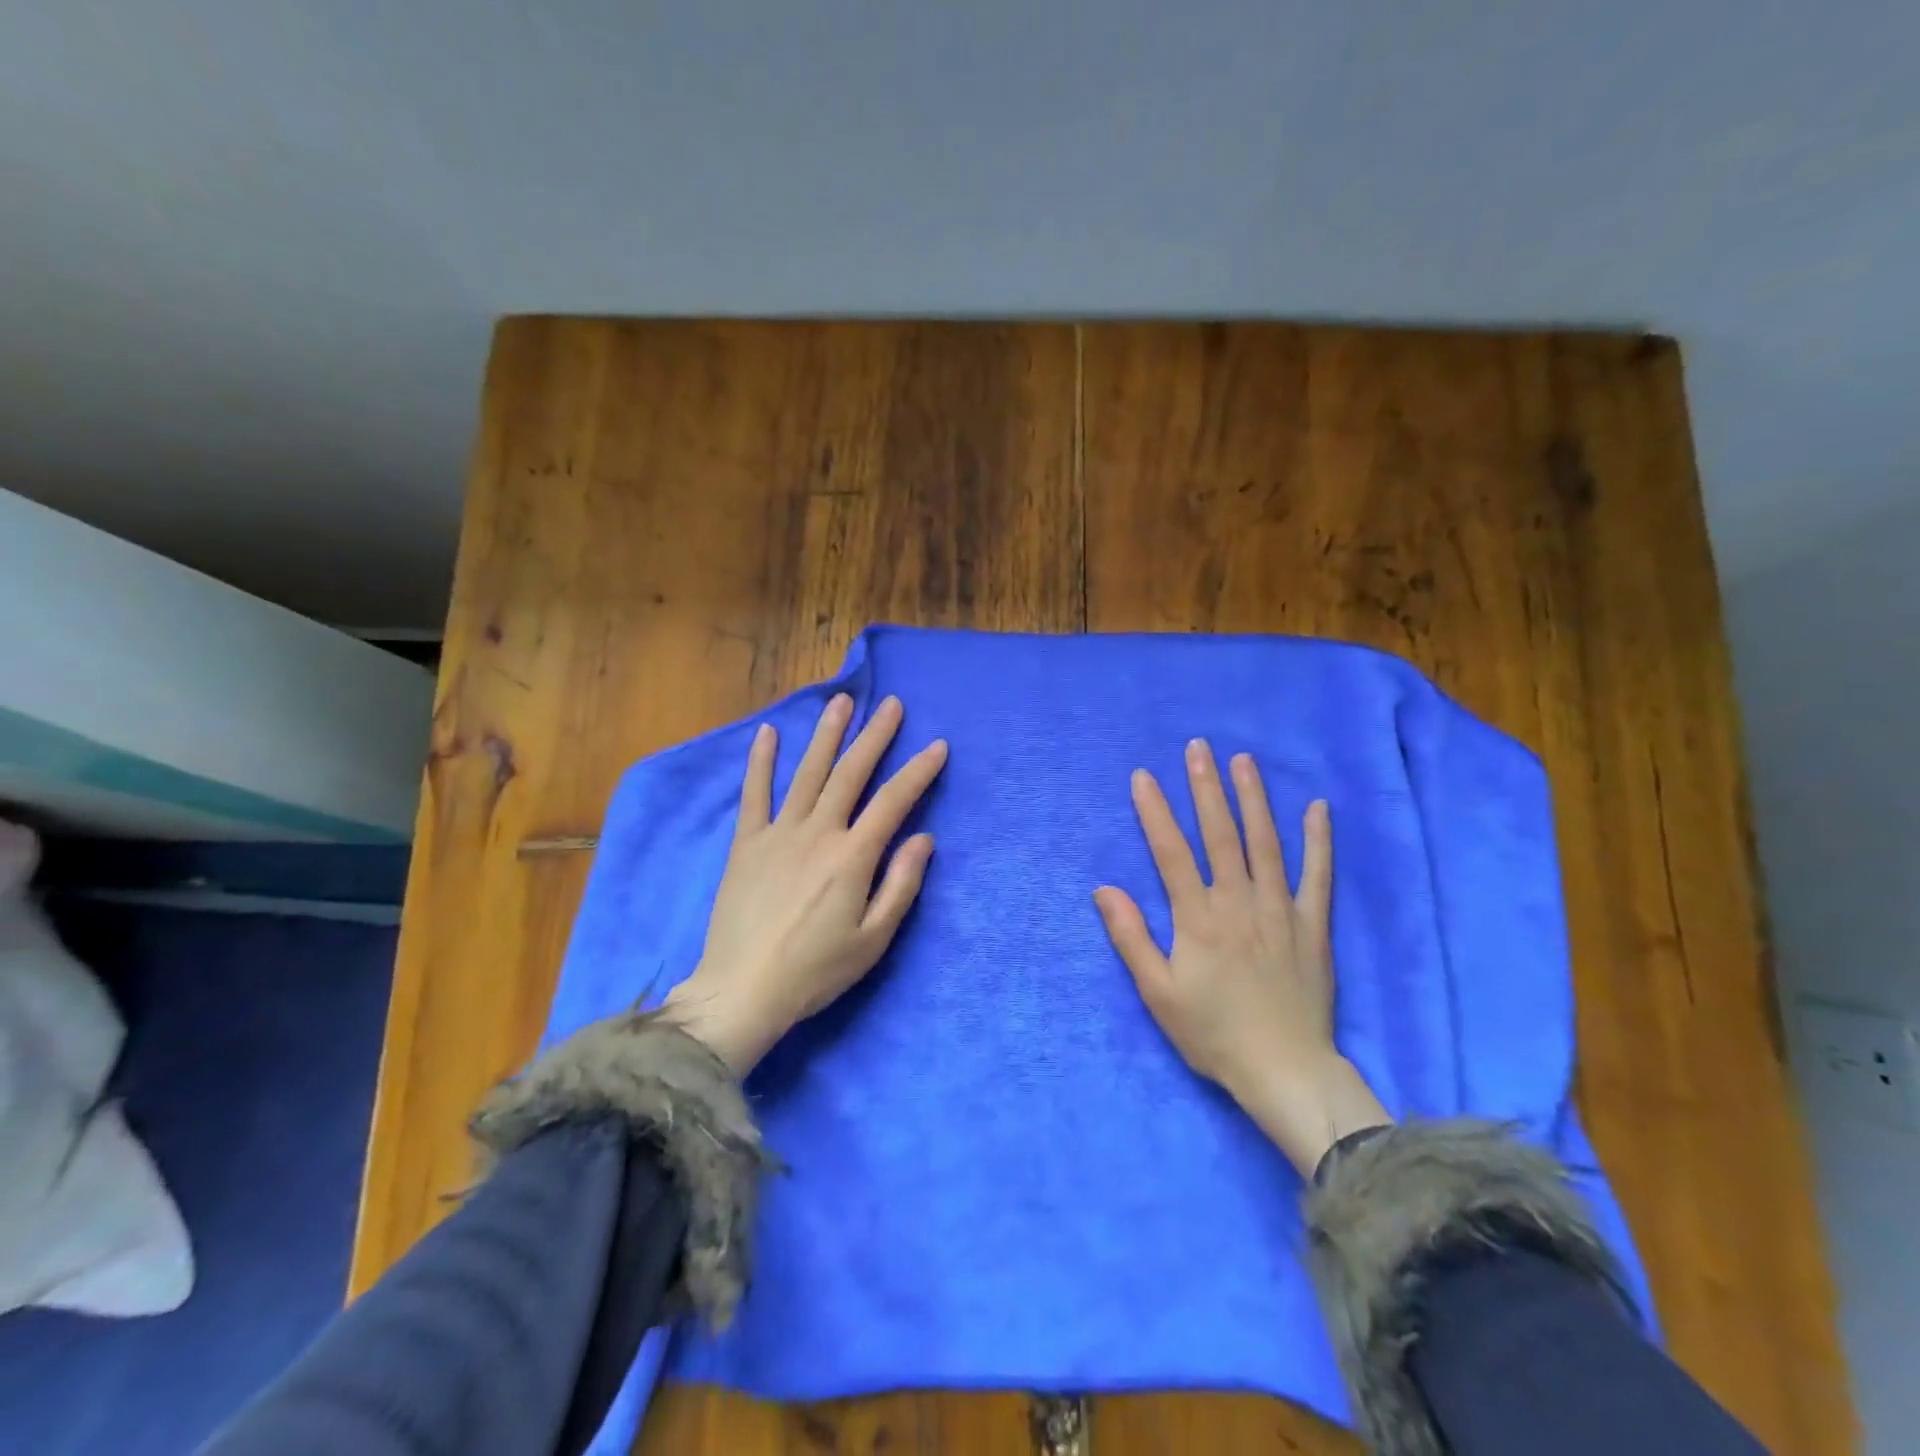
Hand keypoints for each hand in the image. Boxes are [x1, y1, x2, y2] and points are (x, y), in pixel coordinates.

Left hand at [664, 693, 947, 1073]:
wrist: (742, 990)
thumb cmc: (815, 971)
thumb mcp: (873, 939)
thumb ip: (901, 885)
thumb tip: (924, 838)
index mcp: (852, 857)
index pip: (893, 802)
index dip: (918, 771)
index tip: (937, 746)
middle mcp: (817, 833)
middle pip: (851, 774)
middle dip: (875, 736)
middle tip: (892, 704)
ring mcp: (778, 833)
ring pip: (807, 773)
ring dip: (827, 735)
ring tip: (841, 702)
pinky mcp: (747, 843)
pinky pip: (754, 794)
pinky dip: (761, 761)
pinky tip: (768, 733)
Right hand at [1094, 739, 1389, 1175]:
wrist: (1285, 1071)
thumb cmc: (1213, 1033)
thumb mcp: (1157, 993)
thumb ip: (1131, 938)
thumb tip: (1105, 890)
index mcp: (1198, 918)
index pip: (1171, 852)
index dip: (1155, 812)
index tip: (1142, 776)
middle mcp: (1239, 902)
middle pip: (1220, 834)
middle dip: (1206, 787)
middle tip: (1198, 747)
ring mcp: (1280, 911)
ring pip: (1266, 844)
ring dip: (1253, 799)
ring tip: (1244, 760)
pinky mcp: (1313, 926)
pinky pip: (1318, 876)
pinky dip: (1318, 841)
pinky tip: (1317, 808)